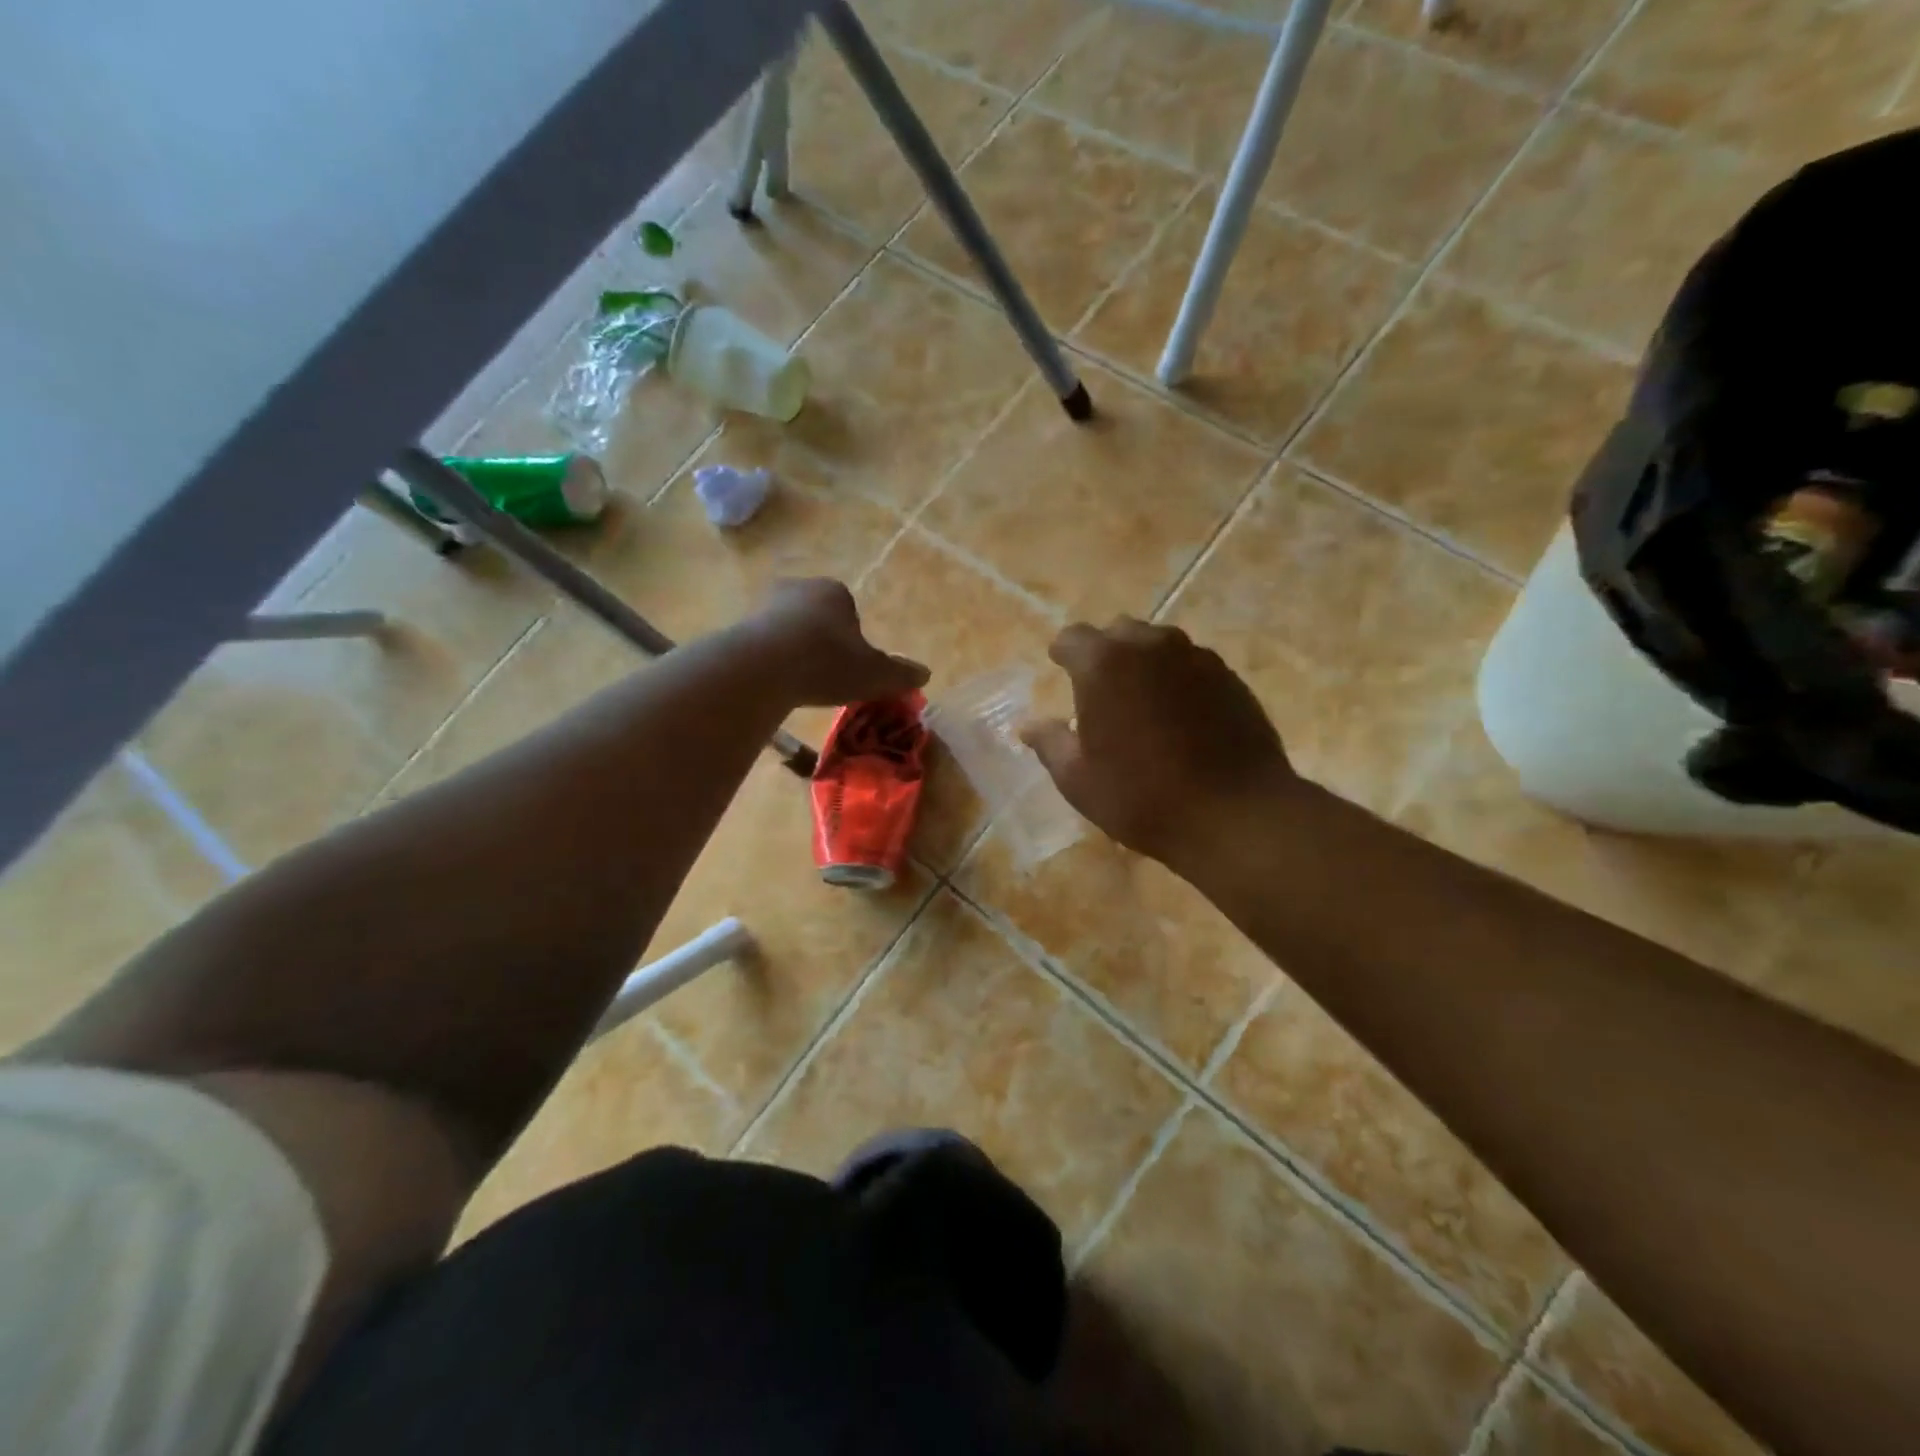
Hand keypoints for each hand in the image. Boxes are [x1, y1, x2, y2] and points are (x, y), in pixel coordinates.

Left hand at [746, 579, 929, 706]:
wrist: (764, 667)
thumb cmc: (828, 663)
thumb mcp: (875, 675)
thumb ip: (900, 674)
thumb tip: (925, 674)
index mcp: (835, 591)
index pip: (849, 610)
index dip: (852, 639)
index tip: (850, 666)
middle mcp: (799, 588)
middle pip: (816, 616)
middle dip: (821, 641)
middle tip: (825, 675)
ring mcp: (764, 604)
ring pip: (788, 628)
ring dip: (794, 650)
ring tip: (798, 682)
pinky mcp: (739, 625)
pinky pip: (762, 643)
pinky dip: (769, 660)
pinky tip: (774, 684)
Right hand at [1023, 618, 1298, 867]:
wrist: (1235, 814)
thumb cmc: (1142, 797)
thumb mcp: (1078, 780)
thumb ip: (1050, 743)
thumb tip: (1027, 725)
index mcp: (1103, 664)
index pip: (1072, 638)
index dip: (1062, 654)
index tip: (1059, 670)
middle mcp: (1150, 646)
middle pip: (1118, 632)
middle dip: (1104, 652)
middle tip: (1100, 689)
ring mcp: (1196, 657)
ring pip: (1159, 644)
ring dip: (1143, 662)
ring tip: (1142, 701)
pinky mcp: (1230, 677)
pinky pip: (1191, 664)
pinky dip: (1177, 678)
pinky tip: (1180, 715)